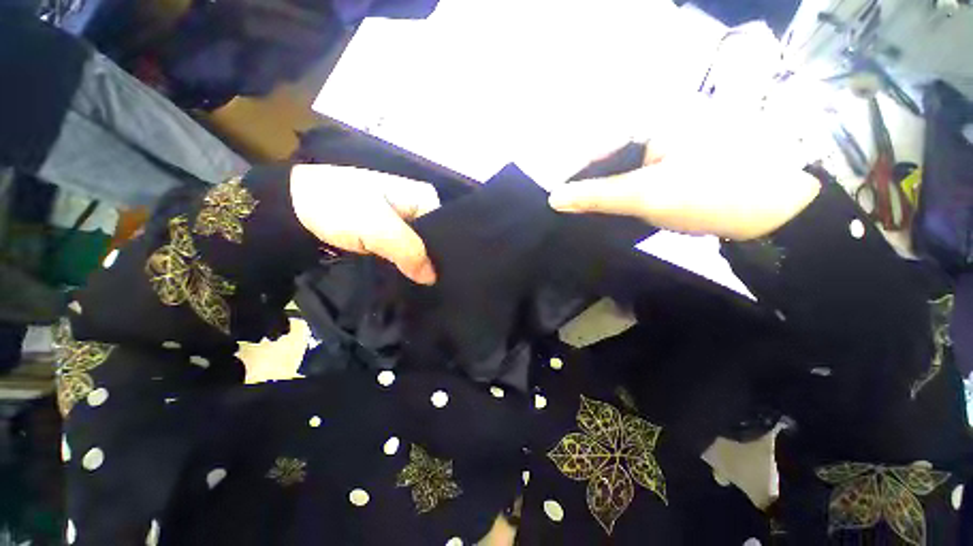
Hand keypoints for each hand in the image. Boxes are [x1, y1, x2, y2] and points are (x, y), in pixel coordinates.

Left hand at [290, 164, 439, 284]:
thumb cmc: (339, 207)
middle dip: (434, 262)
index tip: (449, 277)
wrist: (291, 208)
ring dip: (419, 266)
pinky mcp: (387, 236)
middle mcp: (418, 209)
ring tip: (428, 289)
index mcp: (424, 197)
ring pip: (419, 249)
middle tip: (437, 286)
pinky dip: (405, 266)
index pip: (448, 229)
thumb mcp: (378, 227)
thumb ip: (410, 251)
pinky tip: (410, 282)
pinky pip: (404, 254)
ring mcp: (402, 223)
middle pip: (435, 240)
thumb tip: (432, 279)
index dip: (448, 253)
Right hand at [548, 107, 820, 240]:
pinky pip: (639, 173)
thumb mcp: (645, 195)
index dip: (574, 175)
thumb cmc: (711, 194)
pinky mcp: (679, 159)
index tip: (559, 201)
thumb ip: (595, 196)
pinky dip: (625, 191)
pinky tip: (615, 206)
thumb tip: (555, 198)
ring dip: (606, 189)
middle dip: (590, 184)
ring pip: (623, 166)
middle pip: (608, 155)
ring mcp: (671, 141)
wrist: (776, 212)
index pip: (596, 145)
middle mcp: (659, 123)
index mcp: (653, 118)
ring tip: (587, 210)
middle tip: (572, 209)